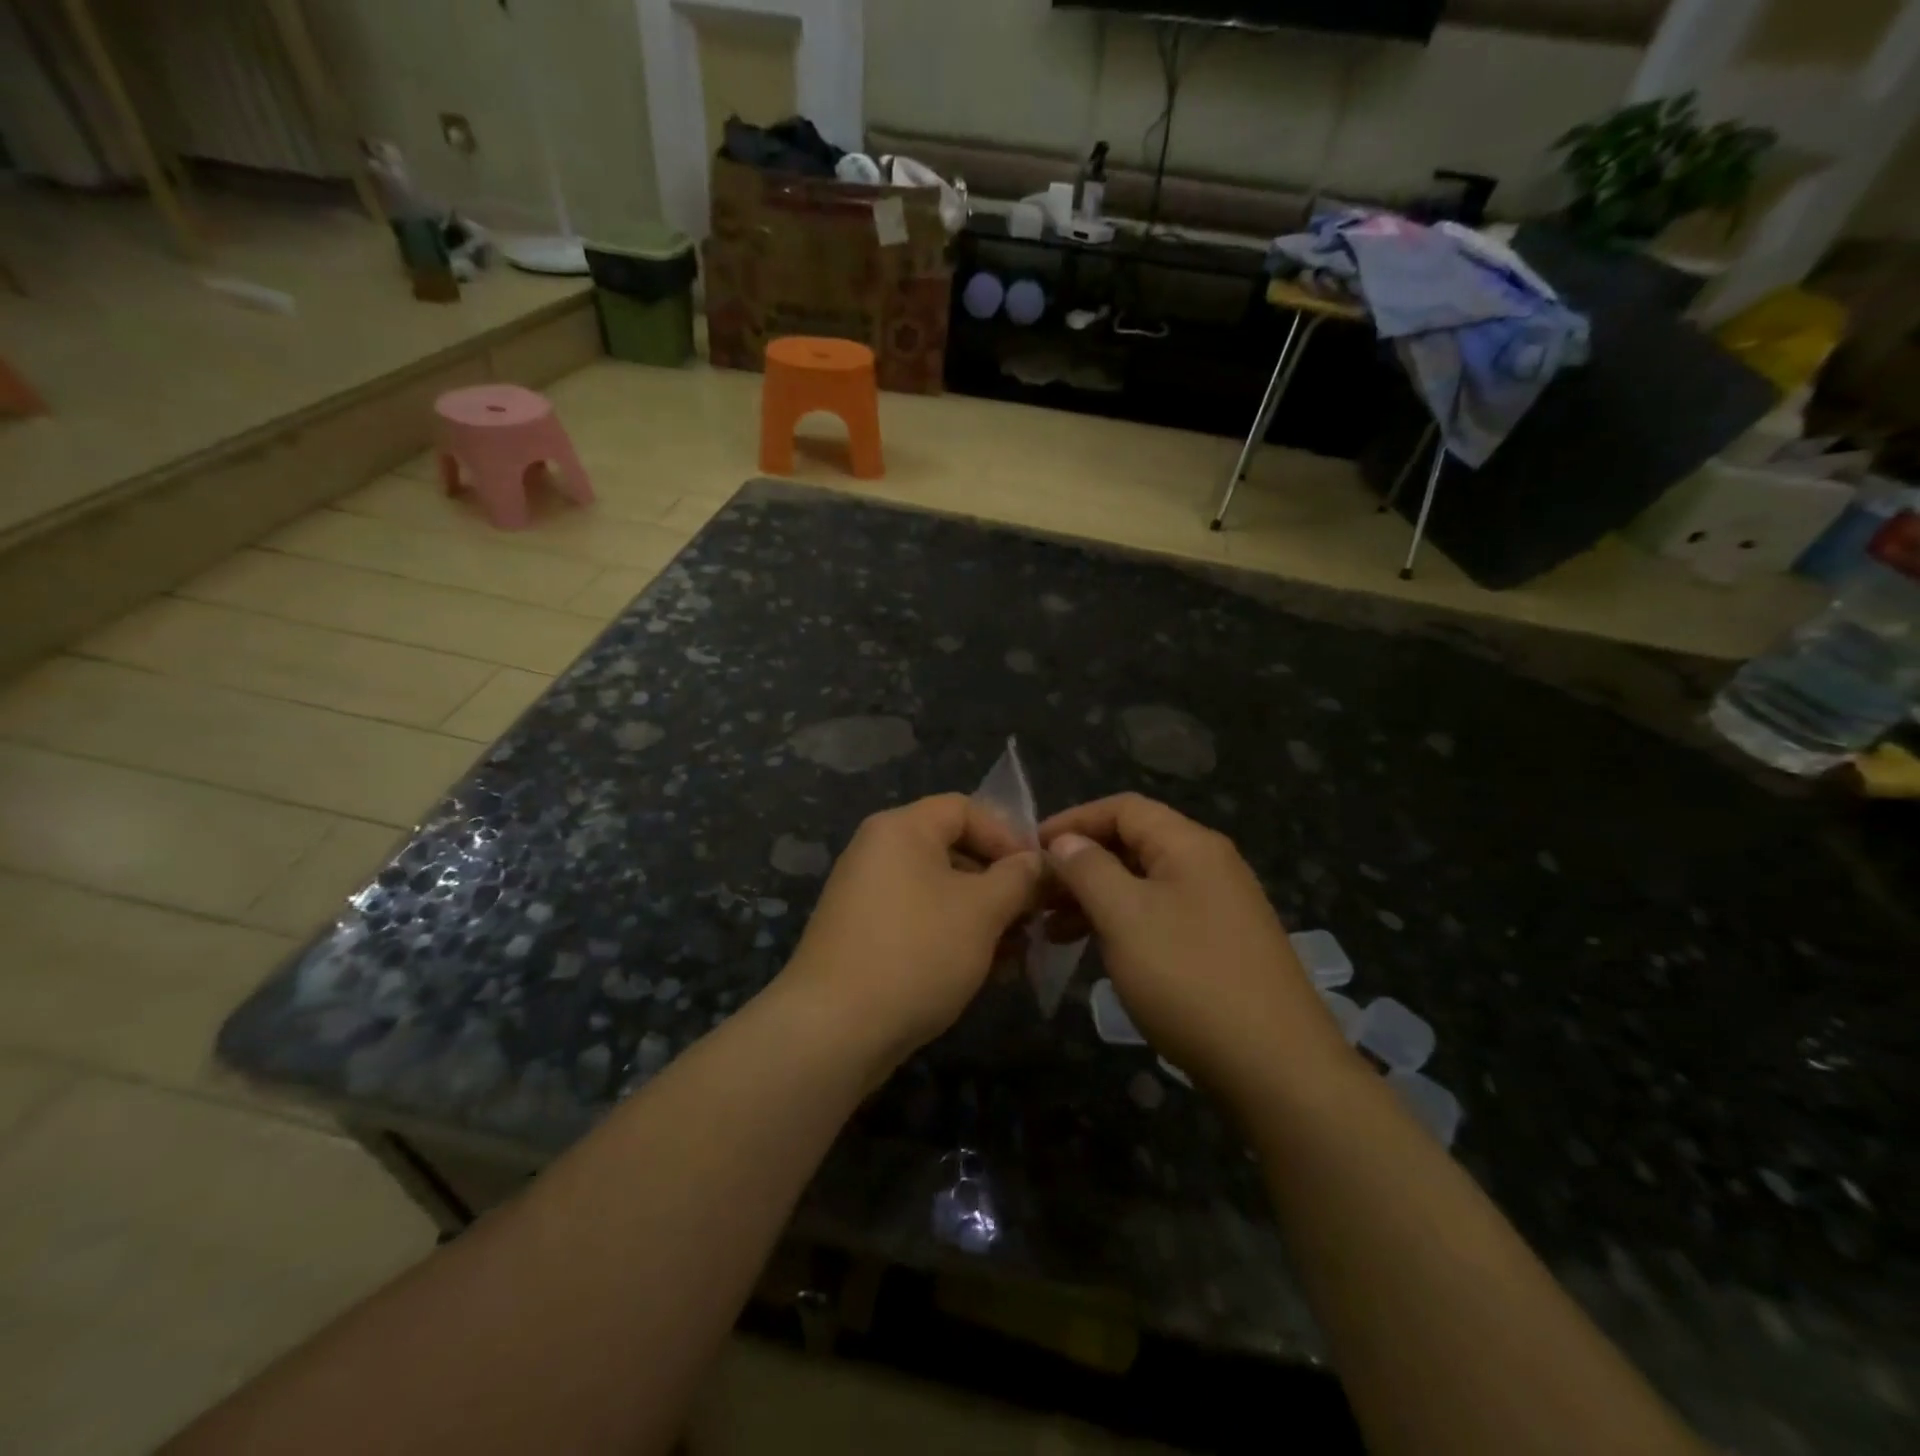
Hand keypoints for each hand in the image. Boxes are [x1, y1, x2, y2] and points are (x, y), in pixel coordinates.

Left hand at [781, 794, 1044, 1071]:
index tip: (1039, 874)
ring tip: (1018, 952)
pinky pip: (920, 920)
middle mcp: (878, 852)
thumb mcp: (981, 911)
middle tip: (1034, 917)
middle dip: (1000, 882)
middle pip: (953, 849)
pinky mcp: (864, 936)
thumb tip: (1036, 862)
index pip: (965, 808)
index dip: (1008, 835)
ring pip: (940, 891)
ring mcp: (867, 896)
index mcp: (901, 829)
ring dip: (983, 915)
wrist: (834, 1030)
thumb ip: (1017, 878)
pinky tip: (986, 971)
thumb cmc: (916, 953)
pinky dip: (954, 936)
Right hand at [1039, 794, 1349, 1097]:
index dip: (1073, 820)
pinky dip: (1122, 923)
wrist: (1277, 1068)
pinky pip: (1159, 915)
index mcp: (1190, 845)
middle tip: (1037, 894)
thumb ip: (1088, 869)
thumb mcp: (1125, 917)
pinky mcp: (1221, 944)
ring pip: (1143, 883)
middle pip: (1133, 843)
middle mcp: (1209, 864)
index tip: (1030, 849)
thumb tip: (1065, 841)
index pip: (1123, 807)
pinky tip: (1096, 949)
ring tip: (1053, 928)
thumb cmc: (1190, 979)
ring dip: (1096, 897)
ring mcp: (1219, 906)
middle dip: (1080, 863)